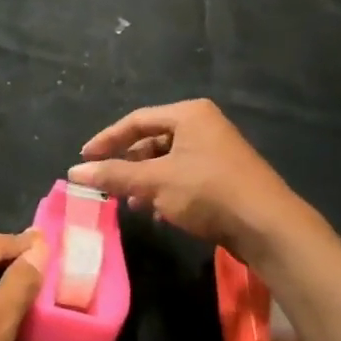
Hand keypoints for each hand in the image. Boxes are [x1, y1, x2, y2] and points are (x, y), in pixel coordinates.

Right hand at [68, 99, 294, 255]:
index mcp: (188, 115)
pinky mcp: (222, 176)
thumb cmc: (207, 192)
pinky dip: (164, 191)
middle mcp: (203, 126)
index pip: (135, 121)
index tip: (84, 160)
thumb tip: (73, 172)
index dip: (106, 140)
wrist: (267, 226)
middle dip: (126, 164)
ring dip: (143, 181)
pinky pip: (182, 177)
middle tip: (105, 183)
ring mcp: (215, 151)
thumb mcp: (154, 182)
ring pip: (166, 162)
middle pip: (151, 140)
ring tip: (128, 202)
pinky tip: (156, 212)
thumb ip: (113, 175)